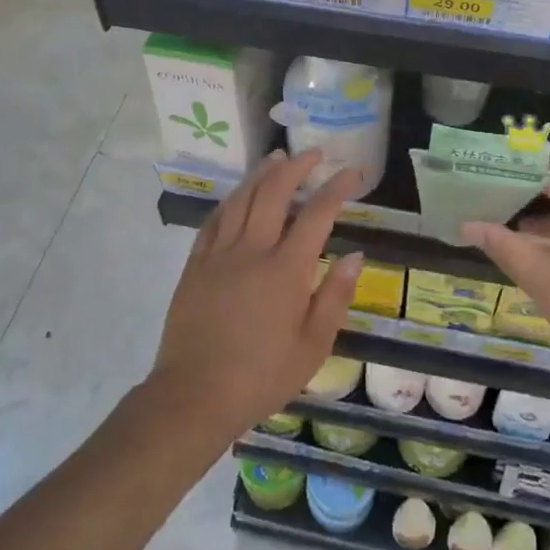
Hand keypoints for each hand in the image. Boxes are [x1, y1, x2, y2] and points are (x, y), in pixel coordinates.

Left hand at [150, 149, 364, 442]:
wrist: (194, 396)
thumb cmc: (261, 377)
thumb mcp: (312, 347)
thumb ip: (335, 296)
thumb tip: (354, 255)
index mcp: (286, 270)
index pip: (317, 214)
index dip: (337, 188)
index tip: (352, 171)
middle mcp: (252, 250)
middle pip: (274, 192)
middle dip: (296, 166)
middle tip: (313, 154)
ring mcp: (219, 254)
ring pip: (242, 198)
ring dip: (262, 173)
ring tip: (277, 158)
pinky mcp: (195, 265)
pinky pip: (215, 219)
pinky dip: (232, 199)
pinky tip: (239, 193)